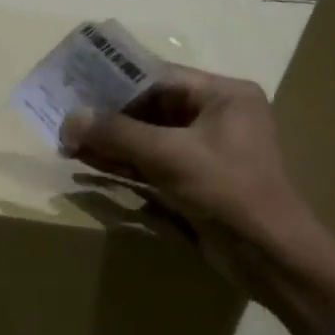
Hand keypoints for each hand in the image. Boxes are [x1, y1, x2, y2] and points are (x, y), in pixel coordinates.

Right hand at [59, 67, 324, 289]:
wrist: (269, 257)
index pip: (159, 77)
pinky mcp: (193, 179)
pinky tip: (88, 162)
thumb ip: (117, 133)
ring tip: (67, 144)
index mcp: (224, 95)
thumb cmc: (227, 190)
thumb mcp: (169, 155)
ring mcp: (204, 150)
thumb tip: (69, 120)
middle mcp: (215, 115)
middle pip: (150, 106)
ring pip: (146, 137)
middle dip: (107, 116)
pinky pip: (151, 162)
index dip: (114, 82)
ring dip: (110, 141)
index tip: (74, 87)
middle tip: (65, 121)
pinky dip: (122, 162)